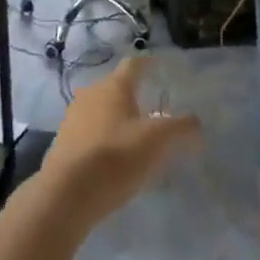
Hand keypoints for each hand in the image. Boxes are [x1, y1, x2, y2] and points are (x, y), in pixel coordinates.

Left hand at [42, 58, 200, 228]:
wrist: (66, 195)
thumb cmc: (116, 157)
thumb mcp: (158, 141)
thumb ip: (181, 127)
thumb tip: (196, 123)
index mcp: (113, 86)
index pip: (134, 65)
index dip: (150, 65)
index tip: (162, 68)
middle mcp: (90, 95)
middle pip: (116, 88)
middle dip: (135, 96)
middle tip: (156, 109)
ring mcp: (73, 119)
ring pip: (101, 111)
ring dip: (119, 119)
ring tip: (137, 136)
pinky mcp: (63, 144)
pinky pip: (90, 133)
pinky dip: (105, 139)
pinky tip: (116, 158)